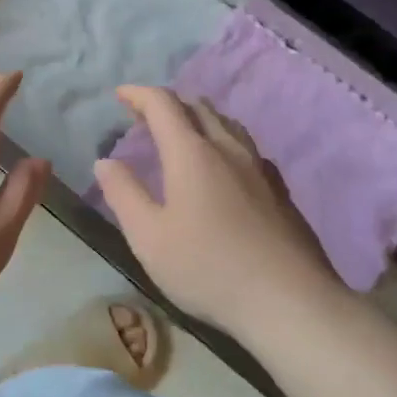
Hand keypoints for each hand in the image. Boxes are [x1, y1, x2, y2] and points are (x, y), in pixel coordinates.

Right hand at [94, 86, 338, 332]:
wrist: (291, 302)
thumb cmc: (208, 268)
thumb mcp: (148, 236)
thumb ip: (123, 194)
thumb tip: (105, 162)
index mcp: (191, 154)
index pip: (163, 104)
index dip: (139, 94)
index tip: (119, 95)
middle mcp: (228, 150)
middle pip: (198, 107)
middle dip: (167, 104)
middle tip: (143, 116)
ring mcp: (260, 169)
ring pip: (227, 125)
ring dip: (198, 119)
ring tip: (181, 134)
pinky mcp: (280, 192)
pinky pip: (246, 148)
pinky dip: (223, 142)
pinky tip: (223, 167)